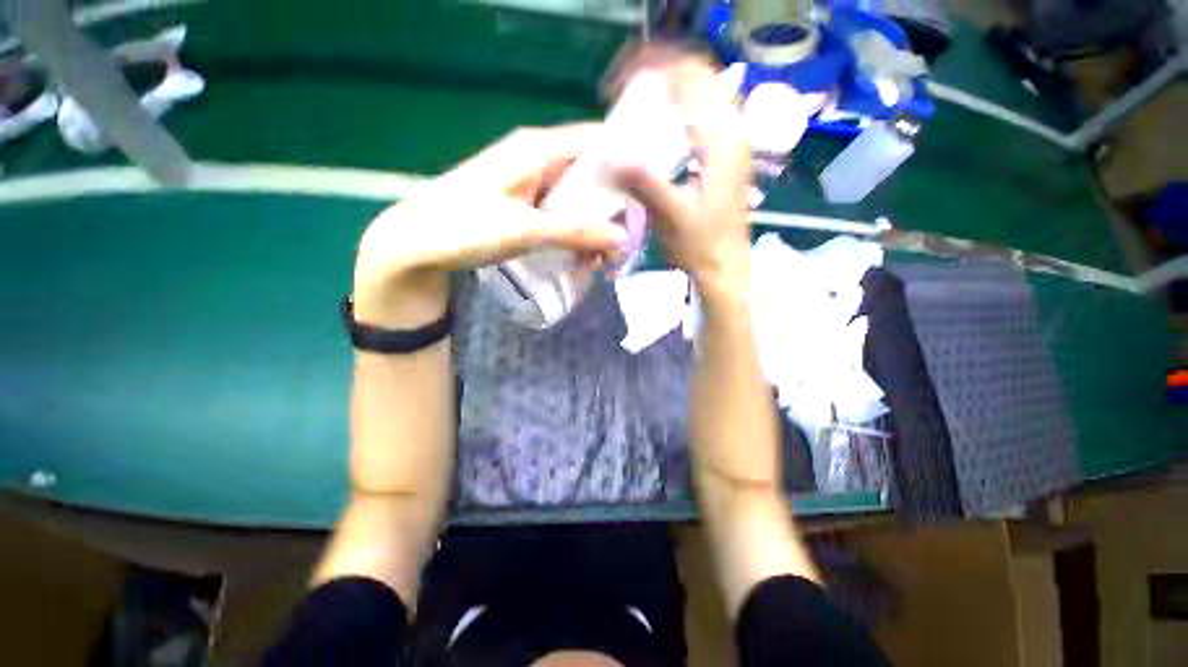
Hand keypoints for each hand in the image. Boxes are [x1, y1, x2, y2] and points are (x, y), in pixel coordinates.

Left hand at [352, 124, 628, 325]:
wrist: (417, 245)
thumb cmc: (466, 228)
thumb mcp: (526, 230)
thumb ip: (576, 232)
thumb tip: (623, 240)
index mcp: (538, 149)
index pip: (596, 142)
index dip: (626, 163)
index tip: (646, 196)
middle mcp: (537, 158)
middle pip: (589, 173)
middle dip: (610, 206)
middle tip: (625, 239)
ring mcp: (529, 182)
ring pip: (576, 197)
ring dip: (592, 225)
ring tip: (601, 258)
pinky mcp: (523, 204)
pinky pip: (560, 212)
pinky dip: (573, 232)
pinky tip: (579, 256)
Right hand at [609, 53, 751, 295]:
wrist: (725, 266)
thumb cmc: (701, 245)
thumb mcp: (671, 215)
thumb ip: (645, 182)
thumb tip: (609, 156)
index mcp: (722, 141)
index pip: (690, 82)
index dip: (654, 76)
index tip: (620, 90)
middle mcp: (733, 133)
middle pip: (701, 81)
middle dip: (662, 79)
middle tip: (627, 96)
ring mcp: (734, 145)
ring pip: (705, 98)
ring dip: (672, 95)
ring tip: (640, 108)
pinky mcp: (728, 158)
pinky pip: (706, 118)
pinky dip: (682, 113)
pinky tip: (662, 130)